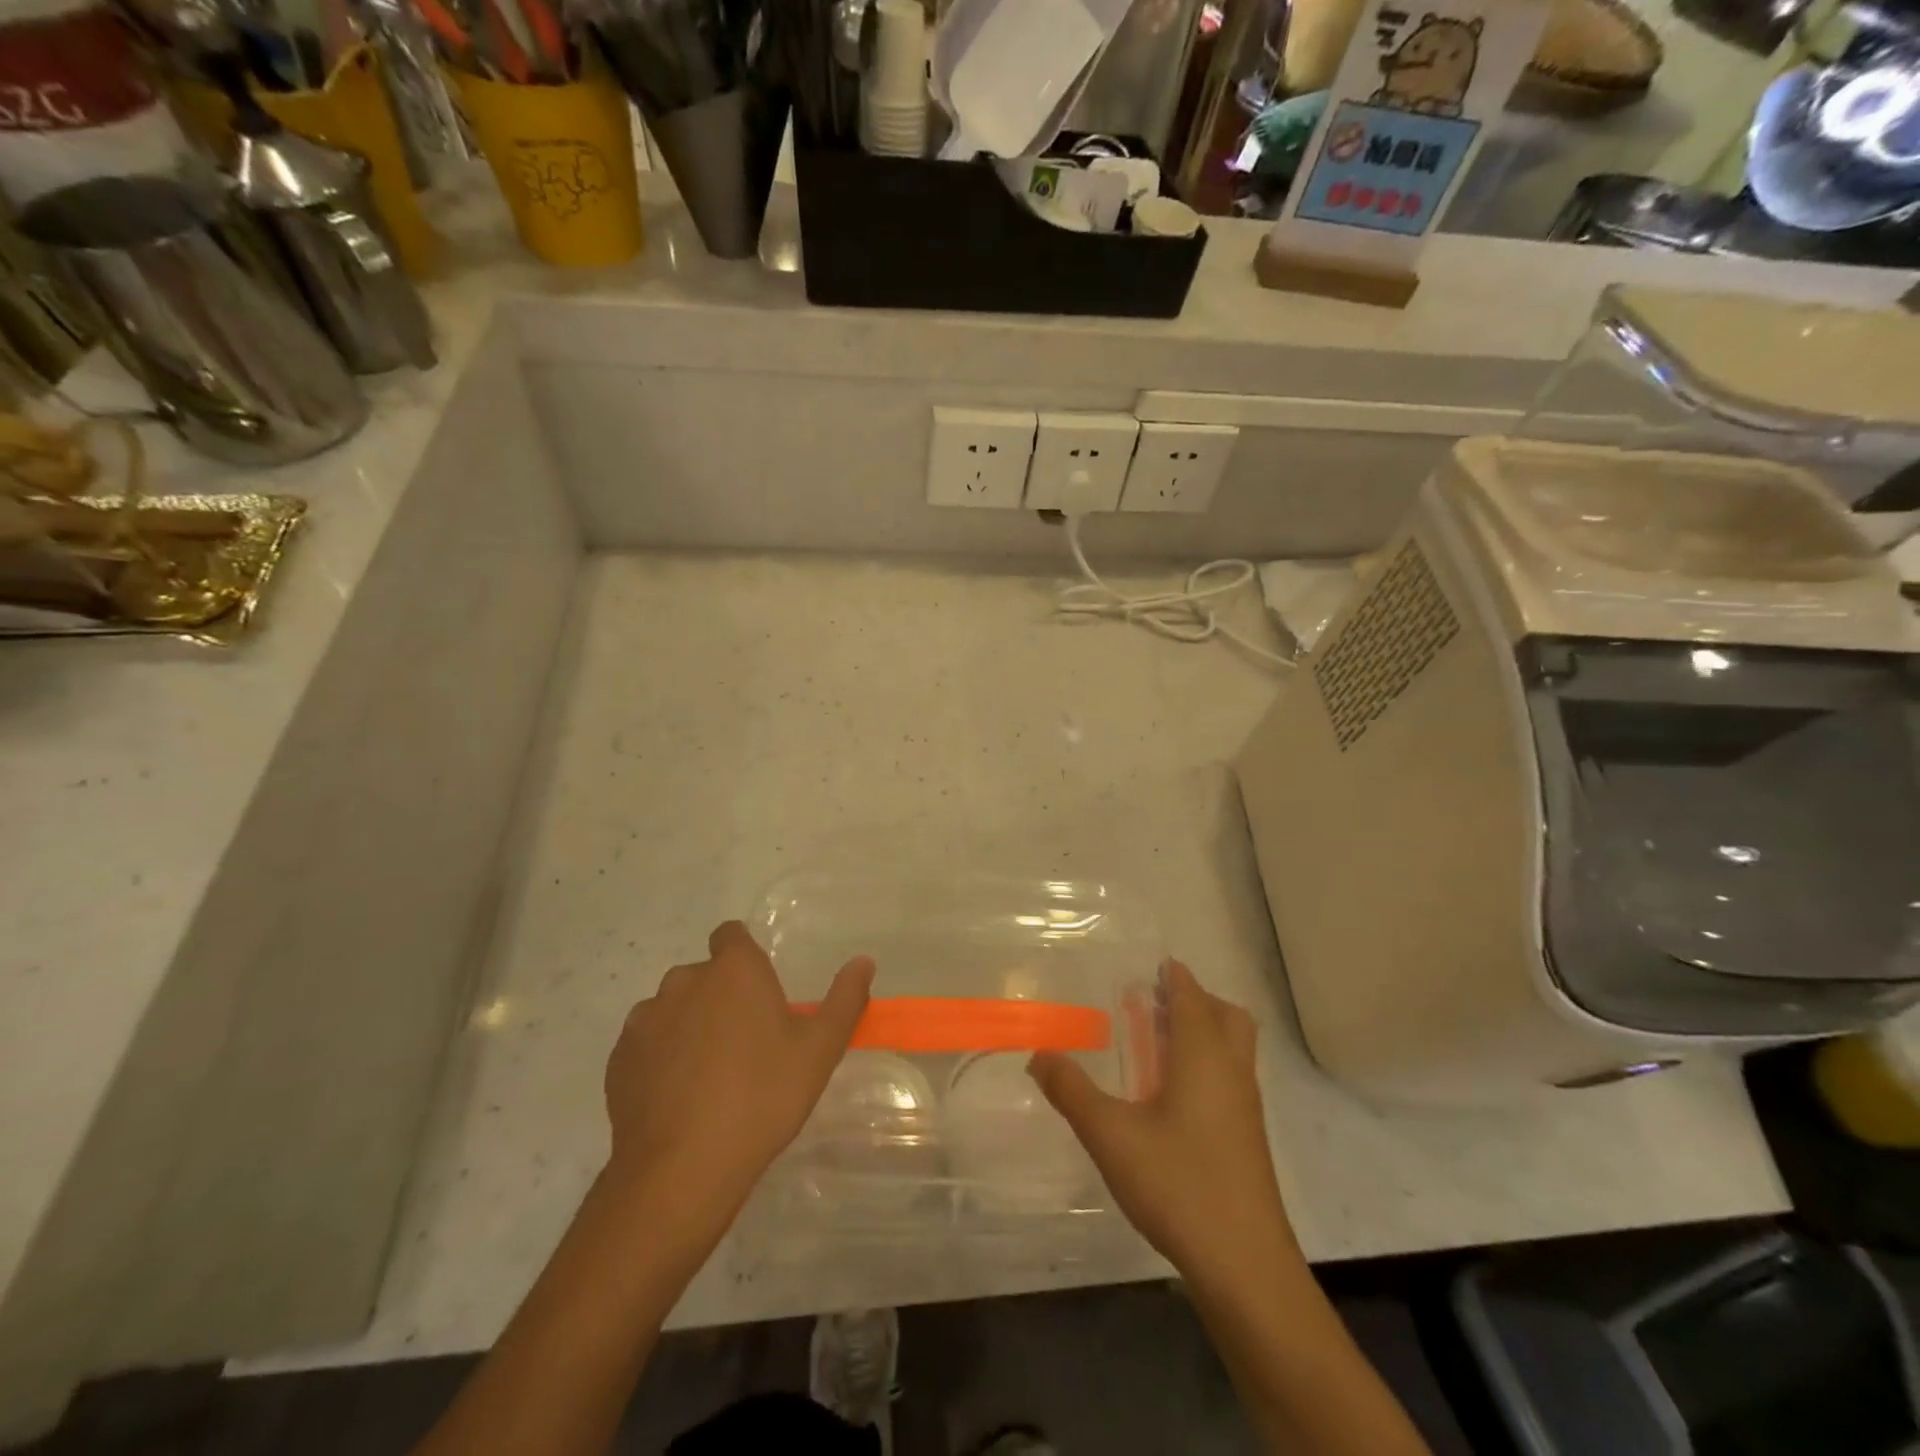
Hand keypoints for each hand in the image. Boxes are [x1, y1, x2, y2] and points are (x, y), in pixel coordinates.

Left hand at [603, 921, 872, 1229]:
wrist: (683, 1168)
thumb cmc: (762, 1097)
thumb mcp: (819, 1050)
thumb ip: (845, 1000)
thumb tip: (864, 962)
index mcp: (734, 970)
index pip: (731, 935)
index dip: (744, 956)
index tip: (760, 991)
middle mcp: (685, 981)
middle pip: (704, 975)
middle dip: (721, 997)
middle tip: (745, 1042)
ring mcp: (645, 1019)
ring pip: (672, 1009)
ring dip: (688, 1026)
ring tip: (708, 1075)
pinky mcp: (619, 1058)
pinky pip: (645, 1044)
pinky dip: (660, 1059)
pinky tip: (678, 1097)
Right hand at [1029, 959, 1294, 1279]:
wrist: (1244, 1265)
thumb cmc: (1178, 1184)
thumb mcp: (1110, 1134)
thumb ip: (1072, 1090)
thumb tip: (1039, 1053)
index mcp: (1204, 1056)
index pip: (1192, 996)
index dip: (1174, 976)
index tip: (1152, 964)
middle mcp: (1231, 1071)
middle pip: (1226, 1015)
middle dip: (1195, 1000)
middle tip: (1155, 1004)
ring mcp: (1245, 1106)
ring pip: (1232, 1048)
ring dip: (1203, 1032)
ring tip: (1157, 1044)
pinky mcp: (1247, 1138)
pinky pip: (1230, 1077)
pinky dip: (1207, 1064)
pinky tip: (1171, 1097)